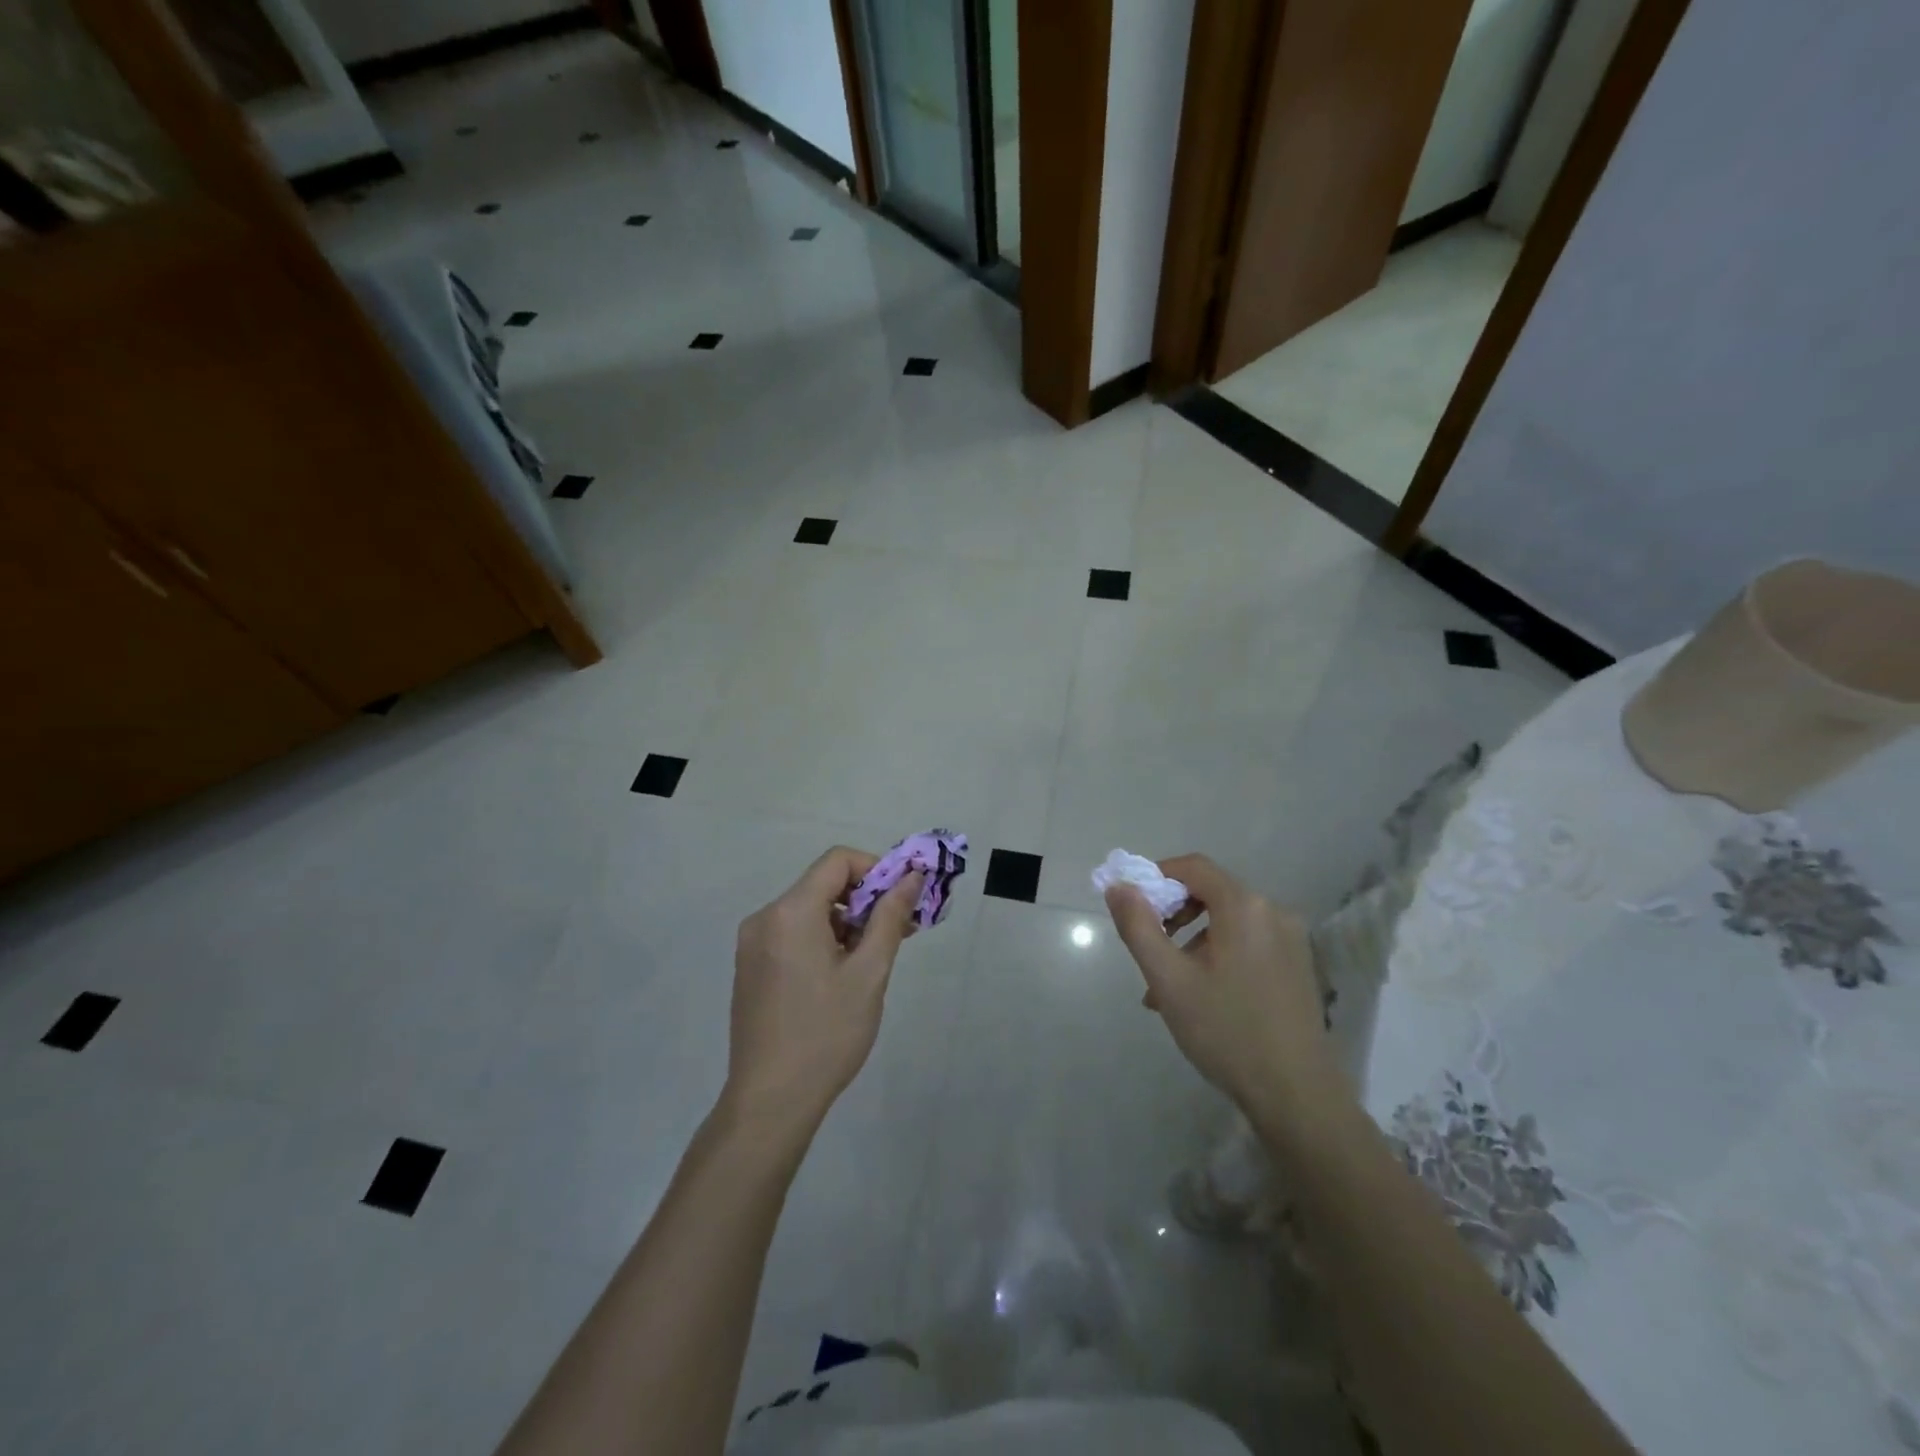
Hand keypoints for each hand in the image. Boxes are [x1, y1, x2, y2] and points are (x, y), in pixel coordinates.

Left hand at [724, 847, 922, 1139]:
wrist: (770, 1102)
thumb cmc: (826, 1034)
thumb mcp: (869, 973)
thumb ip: (890, 917)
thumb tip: (912, 877)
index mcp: (790, 912)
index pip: (838, 860)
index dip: (876, 869)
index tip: (902, 900)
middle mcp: (764, 918)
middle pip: (823, 884)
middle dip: (865, 899)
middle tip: (899, 932)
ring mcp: (752, 944)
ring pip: (809, 910)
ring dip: (846, 922)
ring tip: (873, 960)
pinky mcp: (751, 967)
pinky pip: (792, 933)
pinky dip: (823, 939)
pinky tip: (842, 975)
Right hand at [1105, 854, 1334, 1115]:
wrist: (1296, 1094)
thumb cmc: (1226, 1031)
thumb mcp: (1169, 979)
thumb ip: (1138, 926)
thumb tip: (1118, 886)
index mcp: (1244, 907)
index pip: (1193, 867)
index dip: (1157, 877)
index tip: (1132, 906)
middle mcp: (1273, 911)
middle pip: (1210, 893)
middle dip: (1172, 916)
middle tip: (1149, 952)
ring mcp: (1291, 939)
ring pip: (1227, 922)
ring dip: (1191, 942)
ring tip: (1166, 989)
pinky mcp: (1297, 965)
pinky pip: (1247, 943)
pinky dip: (1217, 955)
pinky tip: (1200, 998)